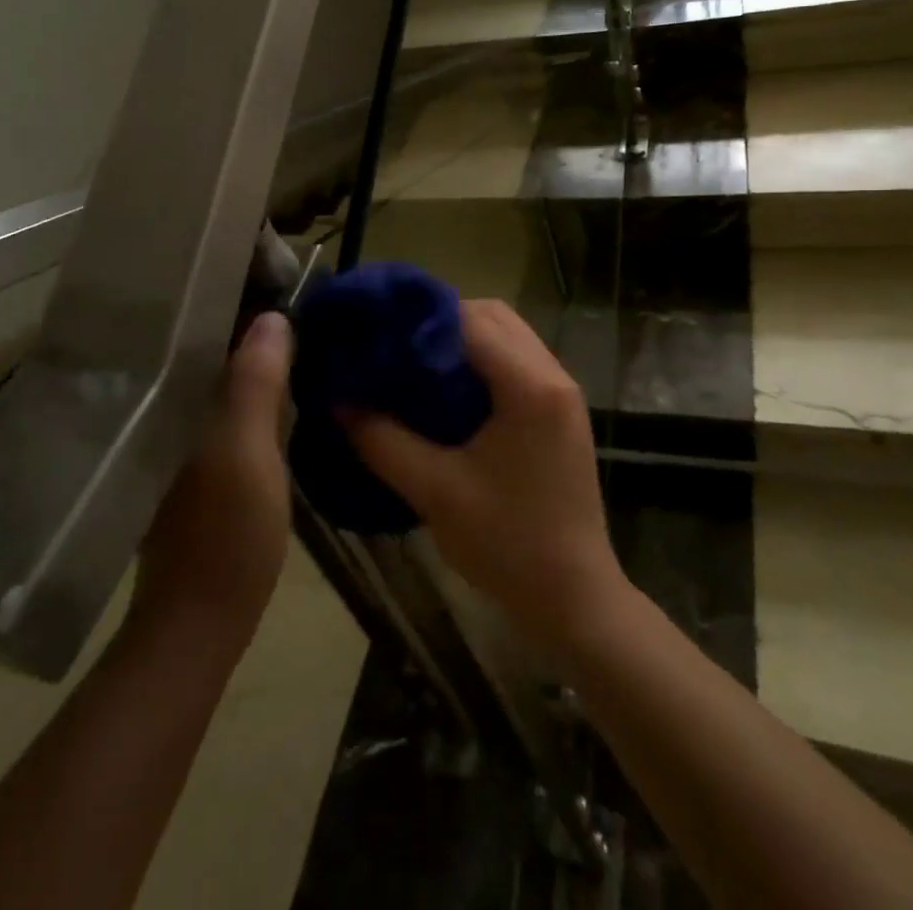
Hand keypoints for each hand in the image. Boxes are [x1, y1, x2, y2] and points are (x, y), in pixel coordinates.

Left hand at [131, 311, 293, 644]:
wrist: (198, 620)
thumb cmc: (225, 533)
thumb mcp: (249, 452)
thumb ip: (256, 384)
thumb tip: (273, 317)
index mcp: (170, 402)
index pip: (197, 330)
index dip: (232, 298)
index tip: (268, 272)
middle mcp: (162, 411)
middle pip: (204, 350)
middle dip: (241, 322)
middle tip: (287, 296)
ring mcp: (173, 437)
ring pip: (211, 378)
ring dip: (243, 355)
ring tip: (284, 328)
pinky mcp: (188, 461)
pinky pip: (216, 405)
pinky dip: (241, 389)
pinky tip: (270, 384)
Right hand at [344, 299, 625, 648]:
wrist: (574, 598)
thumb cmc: (508, 545)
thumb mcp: (434, 491)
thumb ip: (382, 440)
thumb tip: (337, 401)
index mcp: (529, 388)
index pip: (469, 321)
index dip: (420, 319)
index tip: (378, 332)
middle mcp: (552, 375)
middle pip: (493, 315)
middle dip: (441, 320)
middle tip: (397, 346)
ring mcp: (562, 390)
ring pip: (507, 333)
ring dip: (463, 337)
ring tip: (417, 364)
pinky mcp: (560, 409)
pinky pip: (517, 358)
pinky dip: (482, 358)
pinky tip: (450, 389)